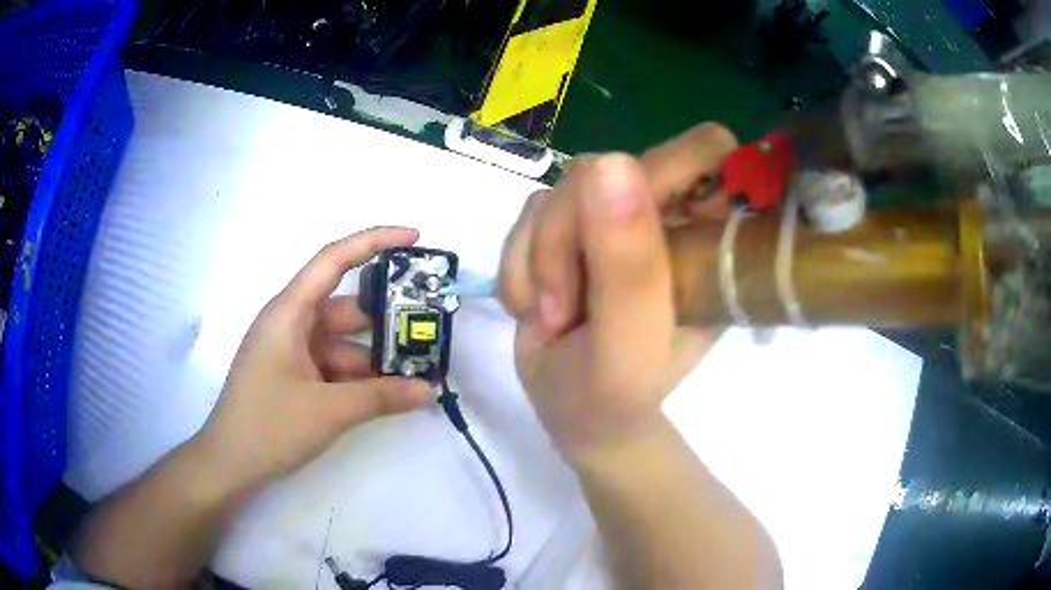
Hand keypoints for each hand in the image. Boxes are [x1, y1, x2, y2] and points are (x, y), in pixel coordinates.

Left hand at [194, 227, 432, 491]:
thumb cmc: (269, 427)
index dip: (374, 242)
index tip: (415, 238)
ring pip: (342, 342)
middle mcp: (290, 324)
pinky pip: (333, 365)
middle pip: (345, 307)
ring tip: (418, 372)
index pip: (333, 260)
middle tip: (429, 328)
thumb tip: (428, 389)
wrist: (230, 464)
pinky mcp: (294, 375)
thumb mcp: (329, 411)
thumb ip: (381, 397)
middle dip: (386, 318)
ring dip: (375, 357)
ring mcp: (291, 351)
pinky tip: (387, 394)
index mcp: (289, 313)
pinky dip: (358, 377)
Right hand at [498, 123, 737, 456]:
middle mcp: (667, 216)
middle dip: (574, 231)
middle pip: (615, 165)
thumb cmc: (616, 395)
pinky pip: (531, 209)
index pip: (710, 154)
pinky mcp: (570, 223)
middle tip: (566, 297)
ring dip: (542, 256)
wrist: (572, 413)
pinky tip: (532, 305)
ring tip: (552, 315)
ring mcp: (614, 216)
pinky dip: (519, 261)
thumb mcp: (628, 345)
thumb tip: (610, 163)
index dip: (677, 167)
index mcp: (710, 238)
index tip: (640, 225)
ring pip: (563, 187)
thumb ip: (628, 266)